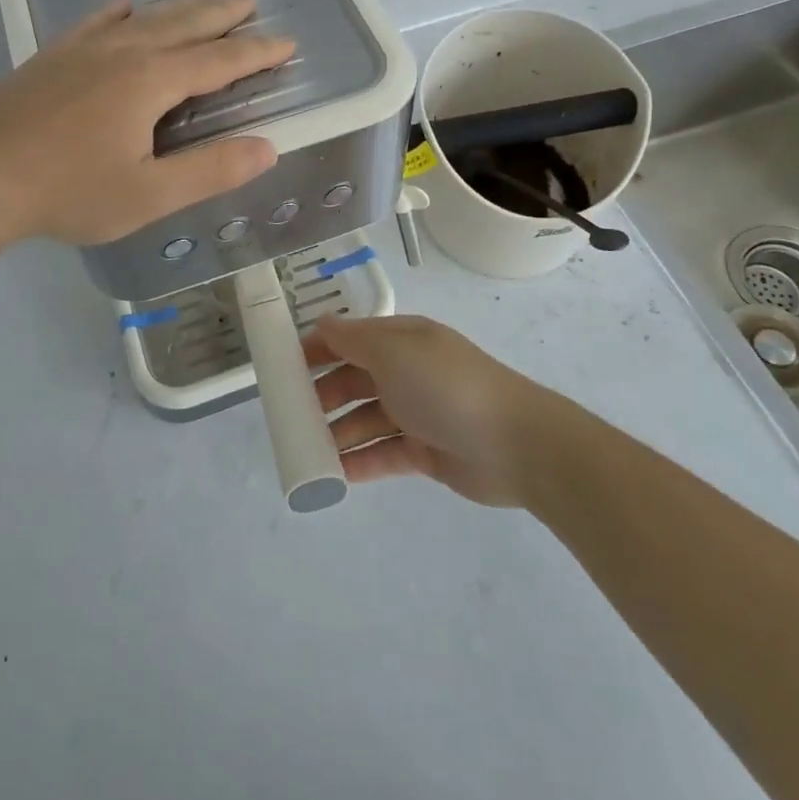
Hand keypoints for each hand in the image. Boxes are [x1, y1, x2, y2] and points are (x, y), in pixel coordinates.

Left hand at [0, 0, 293, 246]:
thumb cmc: (69, 191)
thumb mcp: (149, 194)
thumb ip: (210, 170)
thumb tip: (267, 148)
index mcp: (152, 81)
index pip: (220, 60)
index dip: (257, 52)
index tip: (287, 43)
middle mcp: (124, 51)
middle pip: (185, 23)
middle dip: (223, 13)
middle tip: (251, 0)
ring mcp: (84, 48)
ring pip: (146, 16)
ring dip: (182, 7)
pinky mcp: (54, 54)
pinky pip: (97, 20)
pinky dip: (121, 10)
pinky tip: (125, 5)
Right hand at [304, 315, 548, 507]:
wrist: (516, 443)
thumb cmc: (446, 385)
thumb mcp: (394, 351)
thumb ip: (353, 340)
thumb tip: (322, 324)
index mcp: (401, 341)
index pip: (349, 340)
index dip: (316, 350)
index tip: (282, 368)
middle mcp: (406, 373)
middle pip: (353, 381)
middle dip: (321, 396)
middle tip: (289, 417)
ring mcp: (416, 413)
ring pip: (364, 420)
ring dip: (336, 433)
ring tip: (305, 450)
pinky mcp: (425, 452)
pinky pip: (382, 454)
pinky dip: (359, 462)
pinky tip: (334, 475)